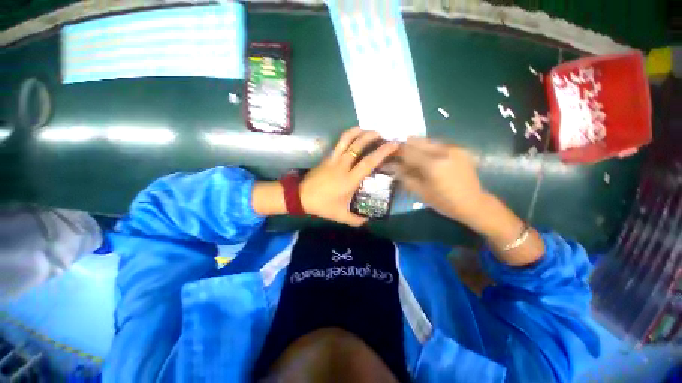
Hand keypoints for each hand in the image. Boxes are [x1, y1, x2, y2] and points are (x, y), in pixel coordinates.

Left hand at [300, 127, 398, 226]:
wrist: (300, 196)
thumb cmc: (322, 205)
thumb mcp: (340, 216)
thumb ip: (356, 220)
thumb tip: (368, 221)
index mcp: (349, 180)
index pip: (369, 162)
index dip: (382, 152)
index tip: (393, 144)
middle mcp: (343, 166)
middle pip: (358, 146)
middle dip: (372, 137)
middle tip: (383, 135)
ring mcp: (334, 159)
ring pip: (347, 139)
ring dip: (359, 132)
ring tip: (369, 130)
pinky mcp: (327, 157)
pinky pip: (339, 142)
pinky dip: (348, 135)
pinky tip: (354, 135)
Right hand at [396, 137, 484, 224]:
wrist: (473, 203)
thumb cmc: (444, 202)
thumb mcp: (420, 191)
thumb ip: (404, 176)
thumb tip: (391, 165)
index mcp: (433, 164)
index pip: (408, 151)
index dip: (397, 152)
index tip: (390, 154)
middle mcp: (444, 151)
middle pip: (418, 141)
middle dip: (406, 146)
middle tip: (400, 154)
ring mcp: (454, 148)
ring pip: (428, 140)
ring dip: (417, 146)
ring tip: (413, 156)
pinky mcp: (460, 149)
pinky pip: (439, 144)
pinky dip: (429, 149)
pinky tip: (427, 158)